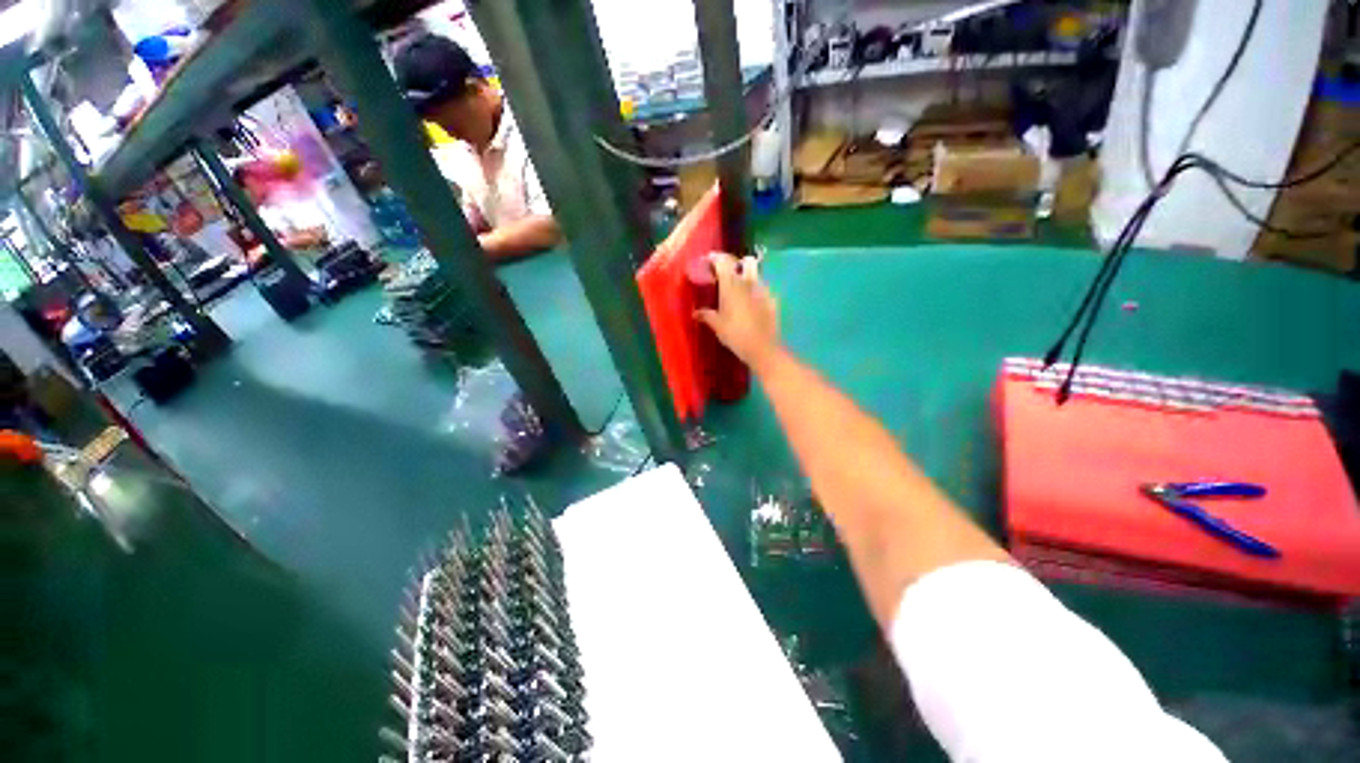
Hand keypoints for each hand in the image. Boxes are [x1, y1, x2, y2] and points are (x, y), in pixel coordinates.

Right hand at [695, 252, 781, 371]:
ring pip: (755, 273)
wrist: (762, 348)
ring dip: (746, 276)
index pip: (723, 260)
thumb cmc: (735, 334)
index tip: (707, 262)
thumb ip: (706, 315)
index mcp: (731, 284)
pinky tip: (751, 303)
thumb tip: (695, 312)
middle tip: (726, 275)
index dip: (714, 258)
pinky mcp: (773, 299)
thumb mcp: (716, 325)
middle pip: (744, 261)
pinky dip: (755, 291)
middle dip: (735, 263)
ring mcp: (763, 289)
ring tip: (738, 289)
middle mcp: (748, 281)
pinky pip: (763, 288)